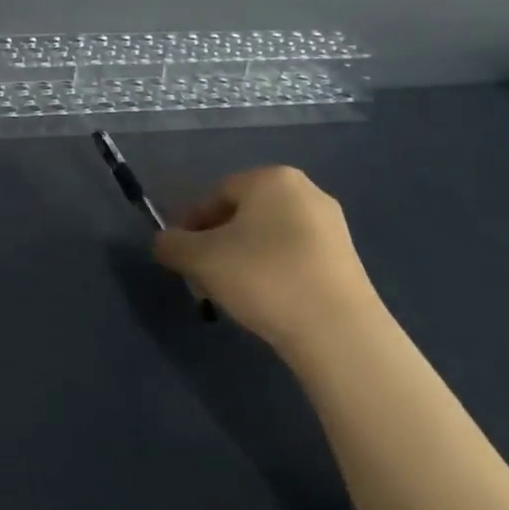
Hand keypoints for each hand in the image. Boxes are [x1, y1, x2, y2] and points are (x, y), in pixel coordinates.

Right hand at [153, 165, 387, 361]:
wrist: (338, 331)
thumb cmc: (263, 277)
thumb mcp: (200, 259)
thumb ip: (172, 244)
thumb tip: (163, 242)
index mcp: (271, 178)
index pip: (215, 195)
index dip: (189, 225)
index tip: (179, 256)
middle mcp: (305, 191)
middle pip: (242, 214)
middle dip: (215, 243)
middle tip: (201, 276)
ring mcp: (331, 225)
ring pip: (267, 236)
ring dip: (240, 259)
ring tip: (229, 293)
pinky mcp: (345, 259)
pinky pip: (293, 255)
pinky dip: (271, 271)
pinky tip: (264, 300)